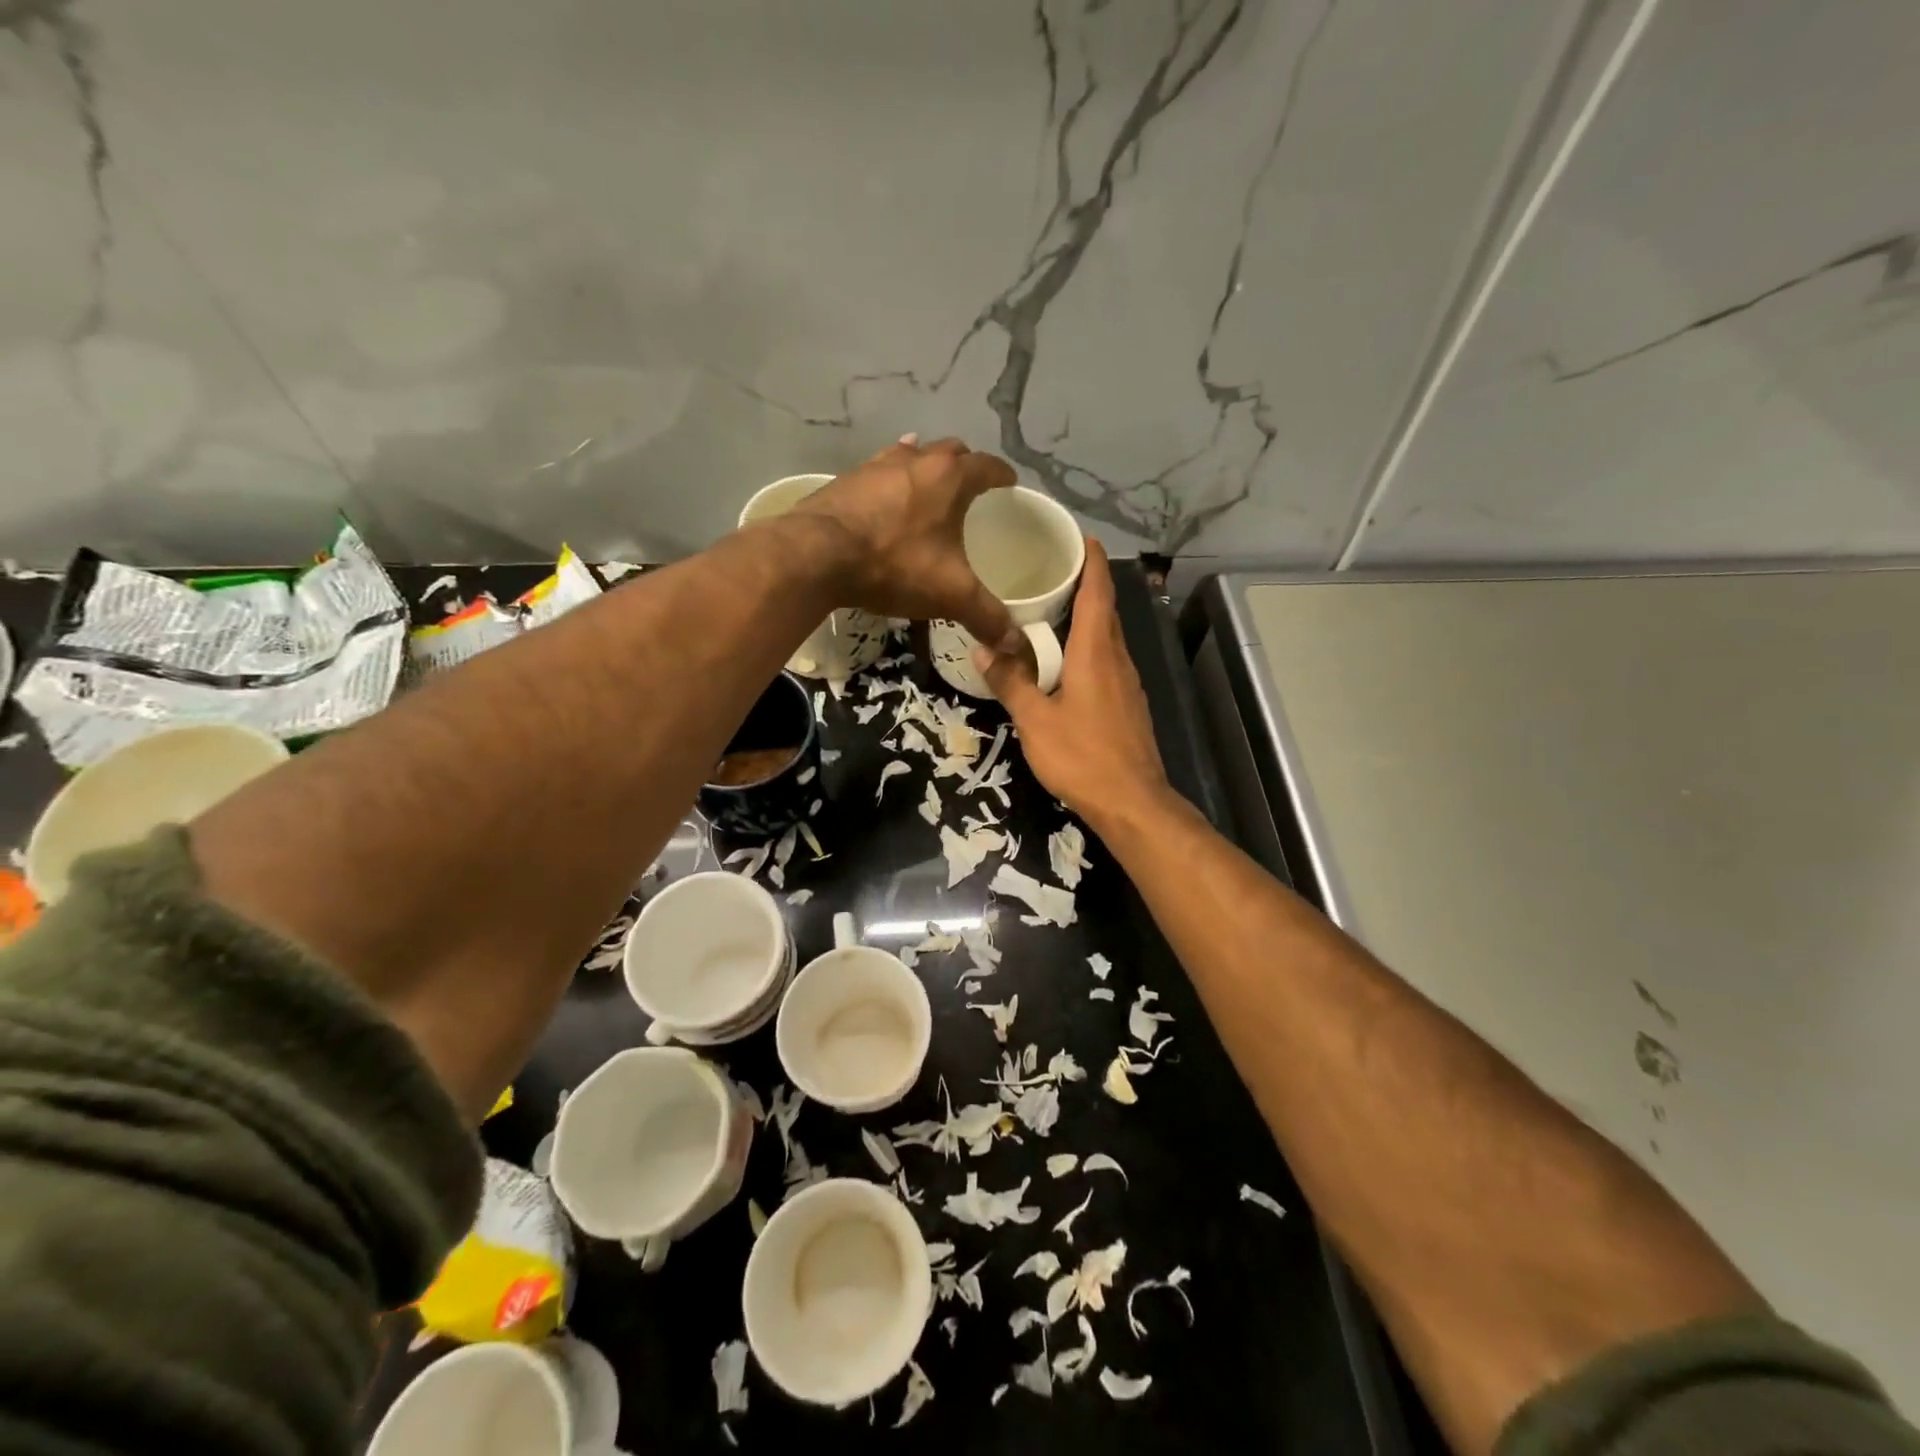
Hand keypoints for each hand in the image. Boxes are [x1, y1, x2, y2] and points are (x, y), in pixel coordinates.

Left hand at [794, 437, 1023, 654]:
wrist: (817, 555)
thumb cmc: (894, 565)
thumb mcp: (950, 595)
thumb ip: (986, 616)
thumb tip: (1016, 644)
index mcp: (949, 478)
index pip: (987, 466)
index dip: (1002, 475)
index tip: (1010, 484)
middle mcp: (916, 460)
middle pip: (950, 451)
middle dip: (965, 466)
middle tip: (970, 488)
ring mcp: (876, 466)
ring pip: (910, 455)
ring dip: (924, 468)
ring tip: (929, 488)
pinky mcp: (845, 480)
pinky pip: (877, 473)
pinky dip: (890, 482)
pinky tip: (884, 498)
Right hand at [973, 539, 1169, 829]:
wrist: (1132, 802)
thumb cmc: (1082, 756)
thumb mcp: (1035, 721)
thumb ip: (1010, 682)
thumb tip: (982, 648)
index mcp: (1096, 650)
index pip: (1099, 588)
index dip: (1091, 557)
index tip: (1075, 534)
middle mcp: (1118, 657)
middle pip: (1104, 608)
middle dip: (1081, 583)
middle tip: (1045, 570)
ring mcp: (1128, 681)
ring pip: (1106, 636)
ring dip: (1083, 617)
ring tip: (1048, 611)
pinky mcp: (1128, 703)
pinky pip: (1107, 660)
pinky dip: (1088, 647)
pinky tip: (1064, 662)